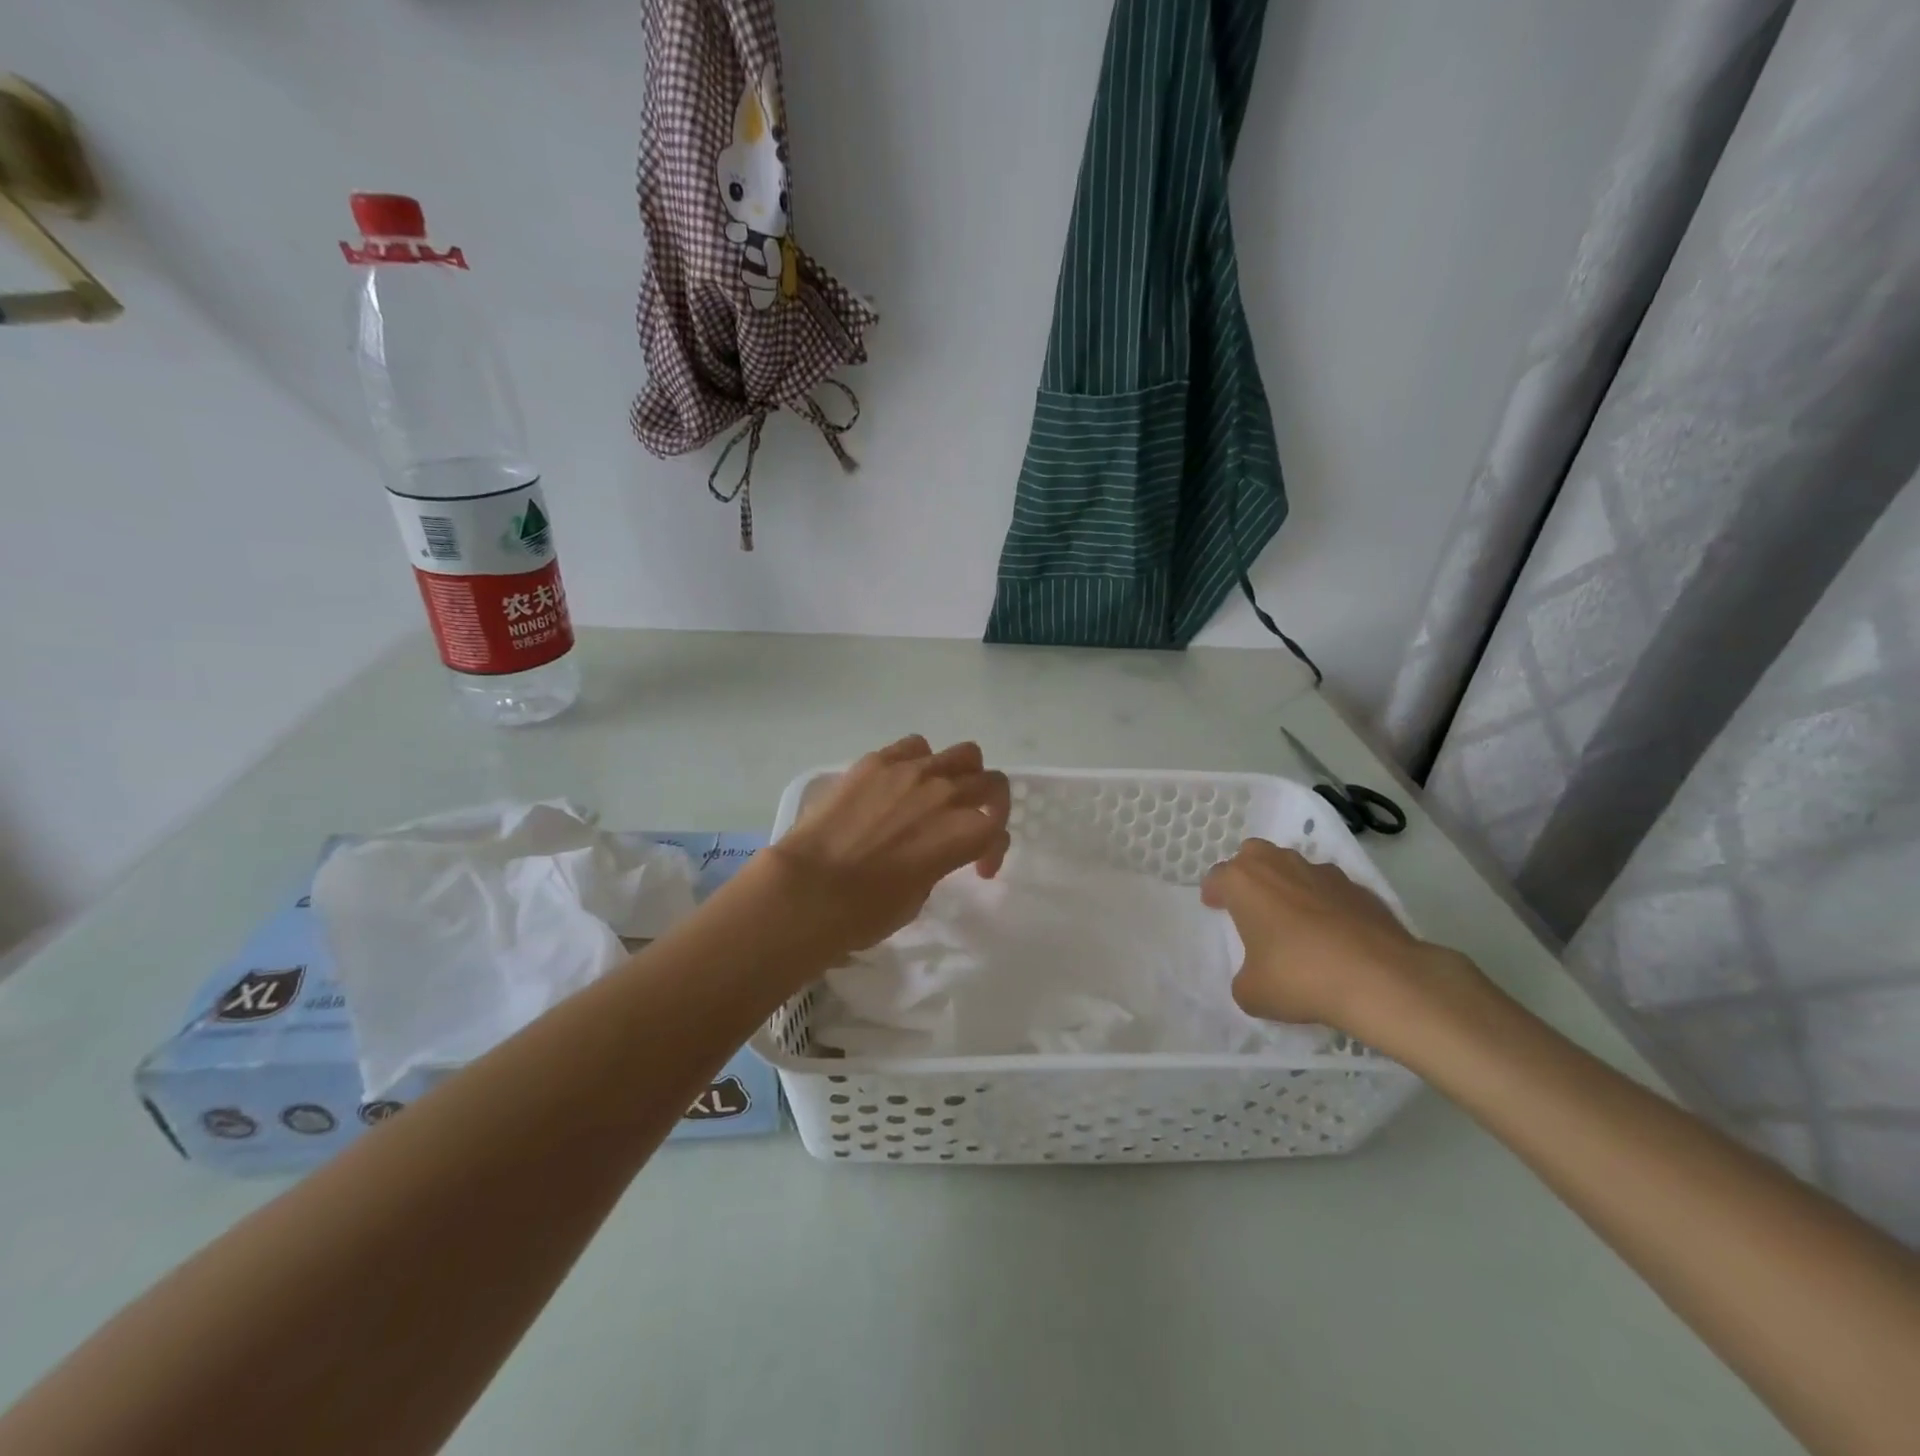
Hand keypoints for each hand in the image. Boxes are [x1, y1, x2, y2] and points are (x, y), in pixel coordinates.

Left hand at [756, 736, 1011, 961]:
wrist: (808, 889)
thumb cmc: (866, 911)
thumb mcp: (918, 897)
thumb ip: (937, 864)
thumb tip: (928, 852)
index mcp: (965, 833)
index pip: (997, 831)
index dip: (992, 852)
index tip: (978, 869)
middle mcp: (947, 794)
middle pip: (991, 783)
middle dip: (990, 805)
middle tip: (971, 823)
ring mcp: (912, 771)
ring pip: (963, 754)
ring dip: (963, 774)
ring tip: (943, 793)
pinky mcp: (877, 761)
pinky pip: (914, 747)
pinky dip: (919, 762)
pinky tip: (902, 782)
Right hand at [1201, 838, 1479, 1044]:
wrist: (1381, 979)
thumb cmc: (1300, 977)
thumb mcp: (1252, 993)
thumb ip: (1244, 979)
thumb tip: (1255, 977)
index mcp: (1243, 882)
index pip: (1217, 877)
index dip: (1214, 893)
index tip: (1215, 908)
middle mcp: (1279, 865)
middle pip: (1253, 854)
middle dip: (1249, 873)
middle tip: (1252, 904)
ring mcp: (1323, 872)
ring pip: (1295, 866)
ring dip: (1288, 884)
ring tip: (1295, 920)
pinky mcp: (1360, 888)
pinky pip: (1331, 889)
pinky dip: (1327, 903)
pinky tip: (1335, 934)